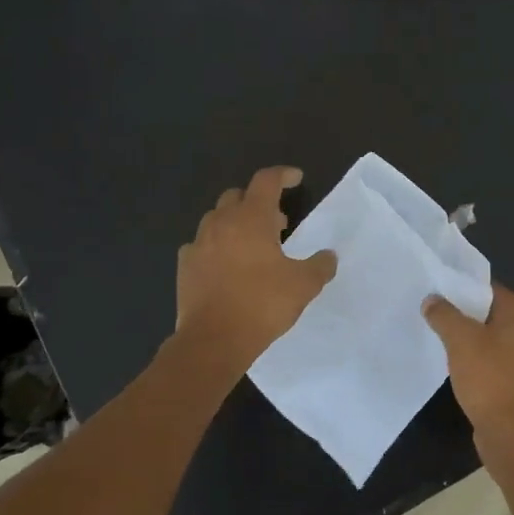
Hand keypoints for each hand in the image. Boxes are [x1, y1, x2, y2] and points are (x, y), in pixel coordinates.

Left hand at [176, 167, 336, 372]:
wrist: (214, 339)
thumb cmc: (262, 304)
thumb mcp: (303, 286)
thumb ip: (320, 266)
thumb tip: (329, 256)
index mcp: (252, 219)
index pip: (266, 181)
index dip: (283, 175)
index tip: (296, 179)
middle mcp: (221, 222)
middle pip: (237, 196)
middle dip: (258, 202)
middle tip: (278, 223)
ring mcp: (198, 243)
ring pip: (216, 218)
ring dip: (235, 222)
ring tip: (252, 245)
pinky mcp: (185, 265)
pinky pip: (201, 244)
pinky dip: (216, 246)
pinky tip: (226, 265)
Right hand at [422, 283, 513, 436]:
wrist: (513, 434)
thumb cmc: (490, 379)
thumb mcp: (461, 340)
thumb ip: (444, 315)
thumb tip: (432, 299)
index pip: (489, 289)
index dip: (462, 287)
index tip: (436, 291)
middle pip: (490, 314)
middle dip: (462, 314)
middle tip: (432, 313)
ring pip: (491, 340)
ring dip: (468, 340)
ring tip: (438, 338)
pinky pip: (493, 363)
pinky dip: (476, 361)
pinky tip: (455, 366)